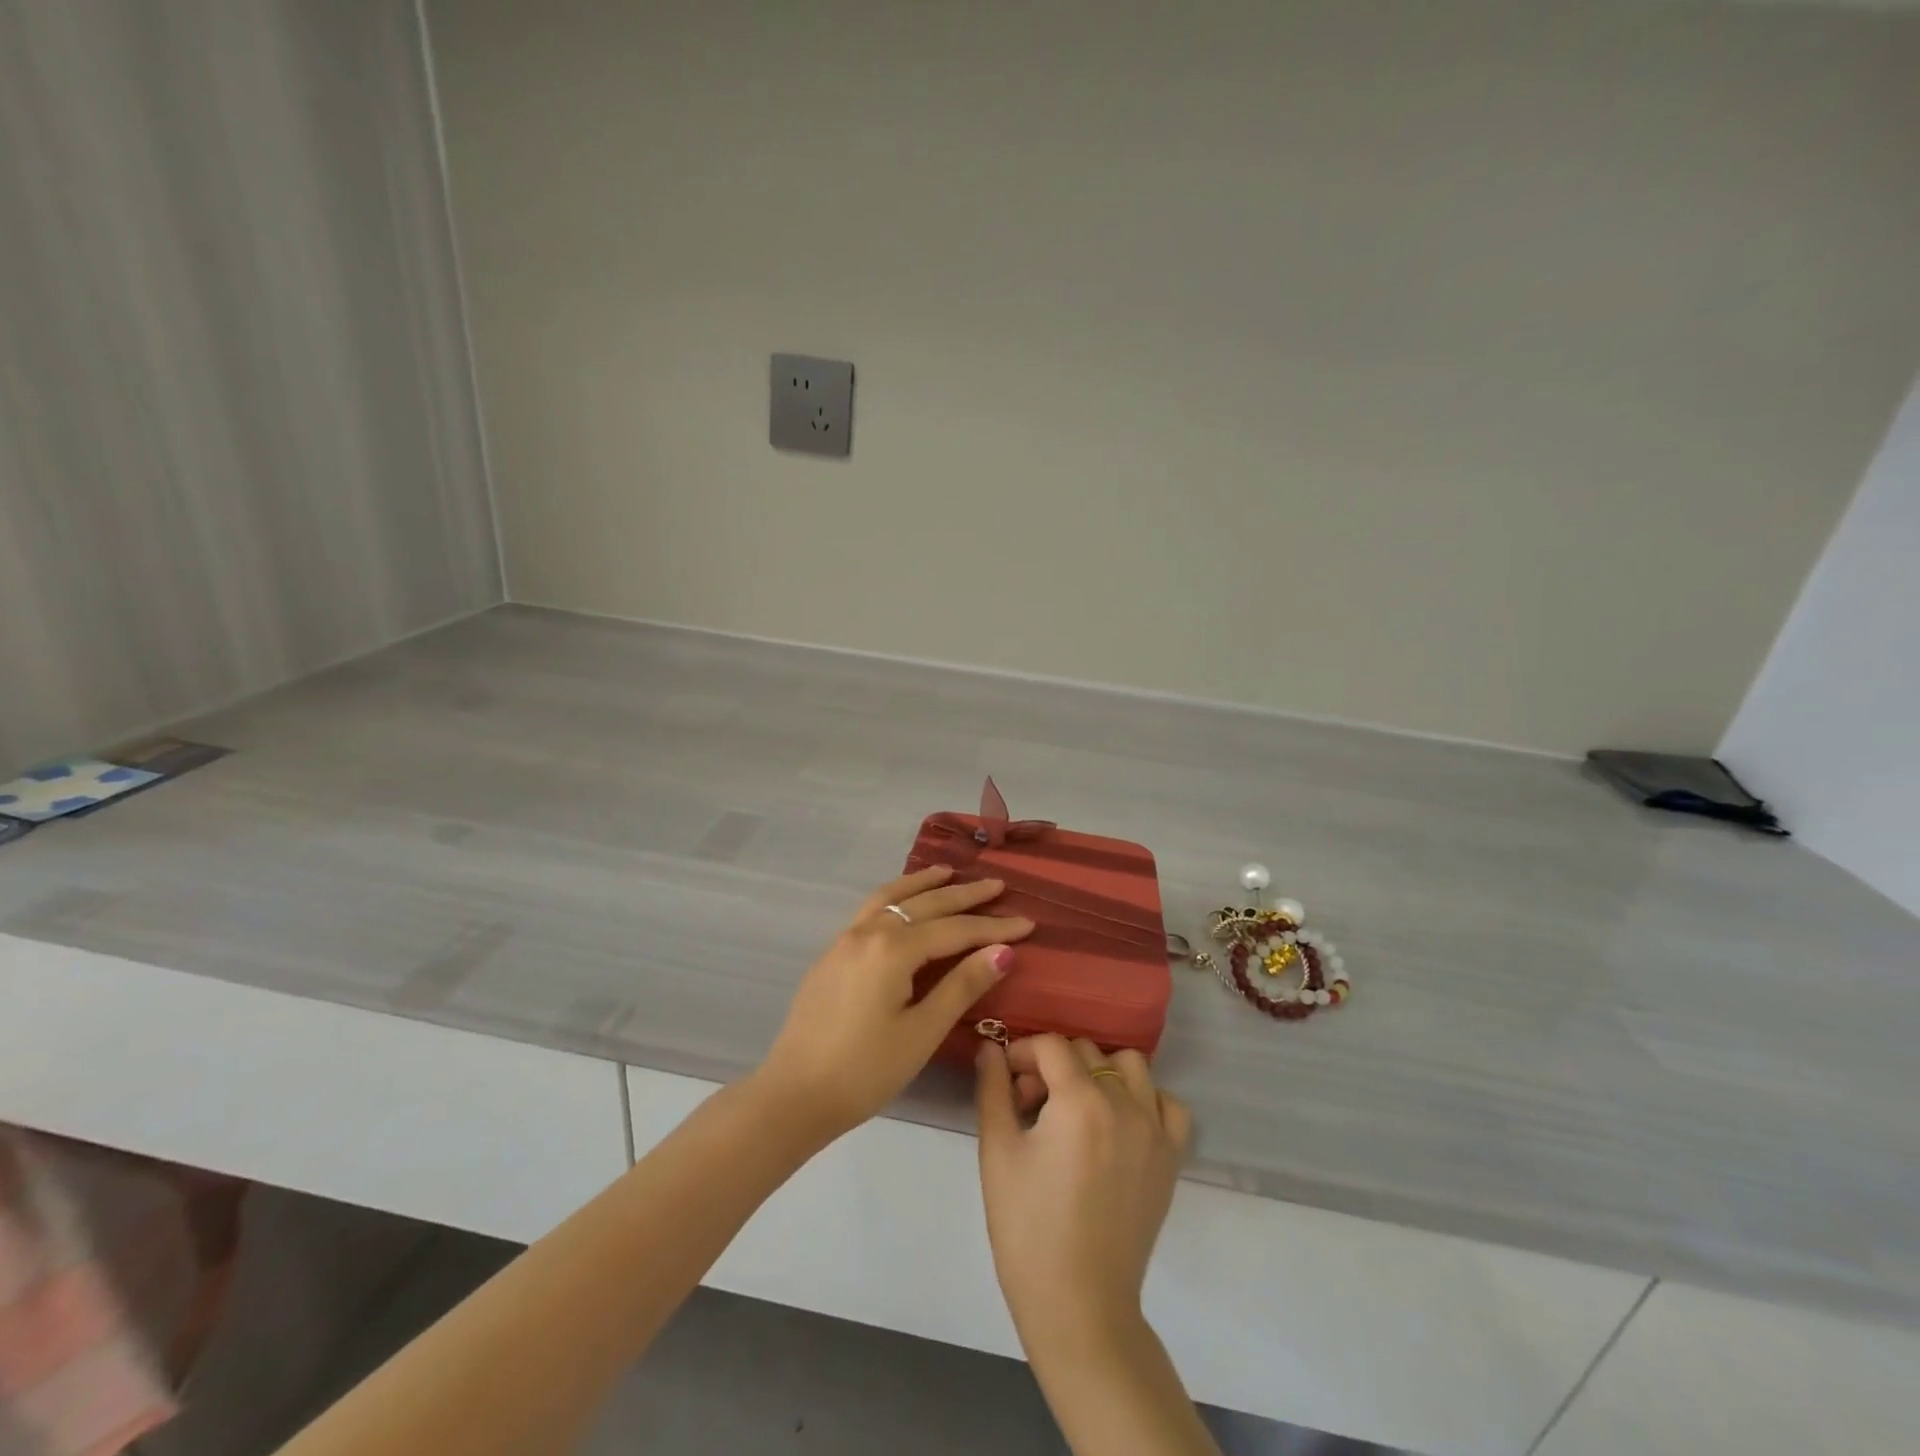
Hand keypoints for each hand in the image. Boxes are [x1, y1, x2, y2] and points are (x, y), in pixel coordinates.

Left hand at [757, 865, 1034, 1143]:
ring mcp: (845, 939)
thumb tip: (1003, 951)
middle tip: (997, 885)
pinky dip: (895, 896)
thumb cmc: (865, 1070)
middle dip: (964, 895)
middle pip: (925, 904)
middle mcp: (869, 931)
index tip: (1029, 921)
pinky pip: (871, 909)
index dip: (994, 926)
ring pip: (891, 897)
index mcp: (893, 949)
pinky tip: (902, 903)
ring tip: (948, 872)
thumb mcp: (922, 1032)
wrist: (793, 1095)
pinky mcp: (832, 954)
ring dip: (923, 883)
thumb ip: (962, 985)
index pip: (955, 929)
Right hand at [975, 1035, 1192, 1351]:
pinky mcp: (1171, 1157)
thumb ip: (993, 1090)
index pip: (1051, 1045)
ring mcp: (1154, 1130)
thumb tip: (991, 1049)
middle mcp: (1124, 1104)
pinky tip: (1119, 1122)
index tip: (1006, 1079)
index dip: (1022, 1052)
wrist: (1079, 1304)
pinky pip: (1166, 1104)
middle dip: (1053, 1065)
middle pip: (1086, 1051)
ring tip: (1076, 1107)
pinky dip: (1144, 1099)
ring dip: (1099, 1072)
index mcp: (1080, 1101)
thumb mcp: (998, 1153)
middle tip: (1030, 1104)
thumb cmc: (1027, 1228)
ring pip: (1130, 1066)